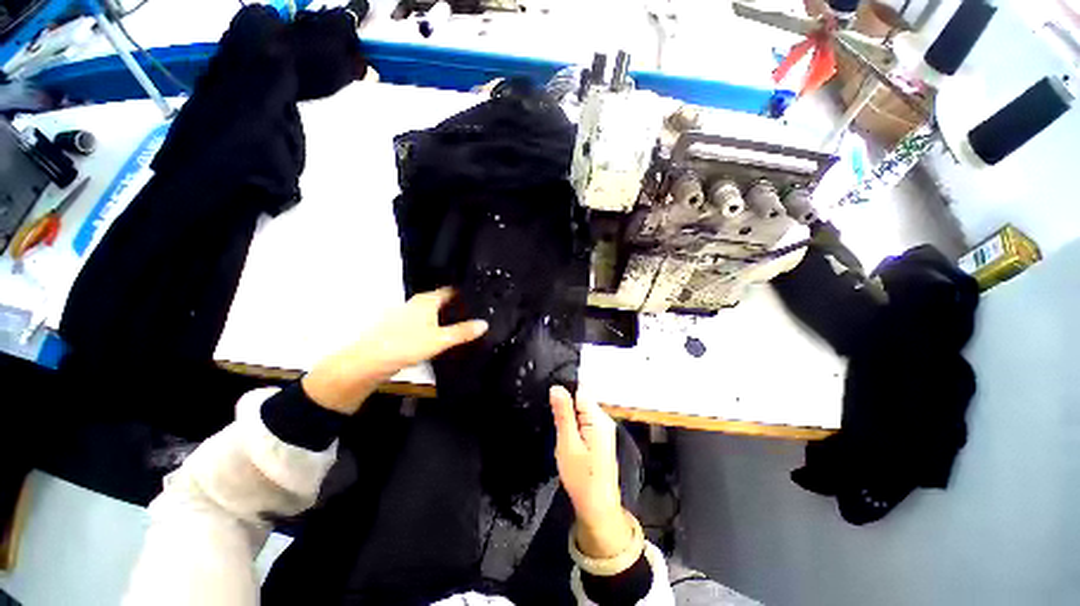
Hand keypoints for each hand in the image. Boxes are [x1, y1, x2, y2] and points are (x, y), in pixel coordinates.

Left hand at [303, 288, 487, 413]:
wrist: (369, 362)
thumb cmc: (405, 345)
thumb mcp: (440, 339)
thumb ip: (463, 332)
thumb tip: (484, 324)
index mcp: (427, 300)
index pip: (451, 290)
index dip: (465, 293)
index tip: (481, 298)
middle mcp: (417, 304)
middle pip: (442, 301)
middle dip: (458, 306)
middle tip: (477, 313)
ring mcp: (408, 315)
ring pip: (433, 312)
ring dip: (446, 317)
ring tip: (464, 325)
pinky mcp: (402, 329)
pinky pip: (426, 323)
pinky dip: (436, 326)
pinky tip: (443, 337)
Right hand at [550, 385, 632, 559]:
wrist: (598, 508)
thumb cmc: (581, 478)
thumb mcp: (567, 444)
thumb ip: (563, 414)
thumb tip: (557, 387)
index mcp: (598, 418)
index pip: (580, 390)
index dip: (563, 389)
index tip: (547, 397)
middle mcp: (604, 418)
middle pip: (581, 398)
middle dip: (564, 402)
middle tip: (547, 413)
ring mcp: (603, 427)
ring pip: (581, 408)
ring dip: (567, 413)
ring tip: (553, 422)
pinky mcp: (599, 436)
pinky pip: (584, 419)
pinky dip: (572, 422)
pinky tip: (563, 432)